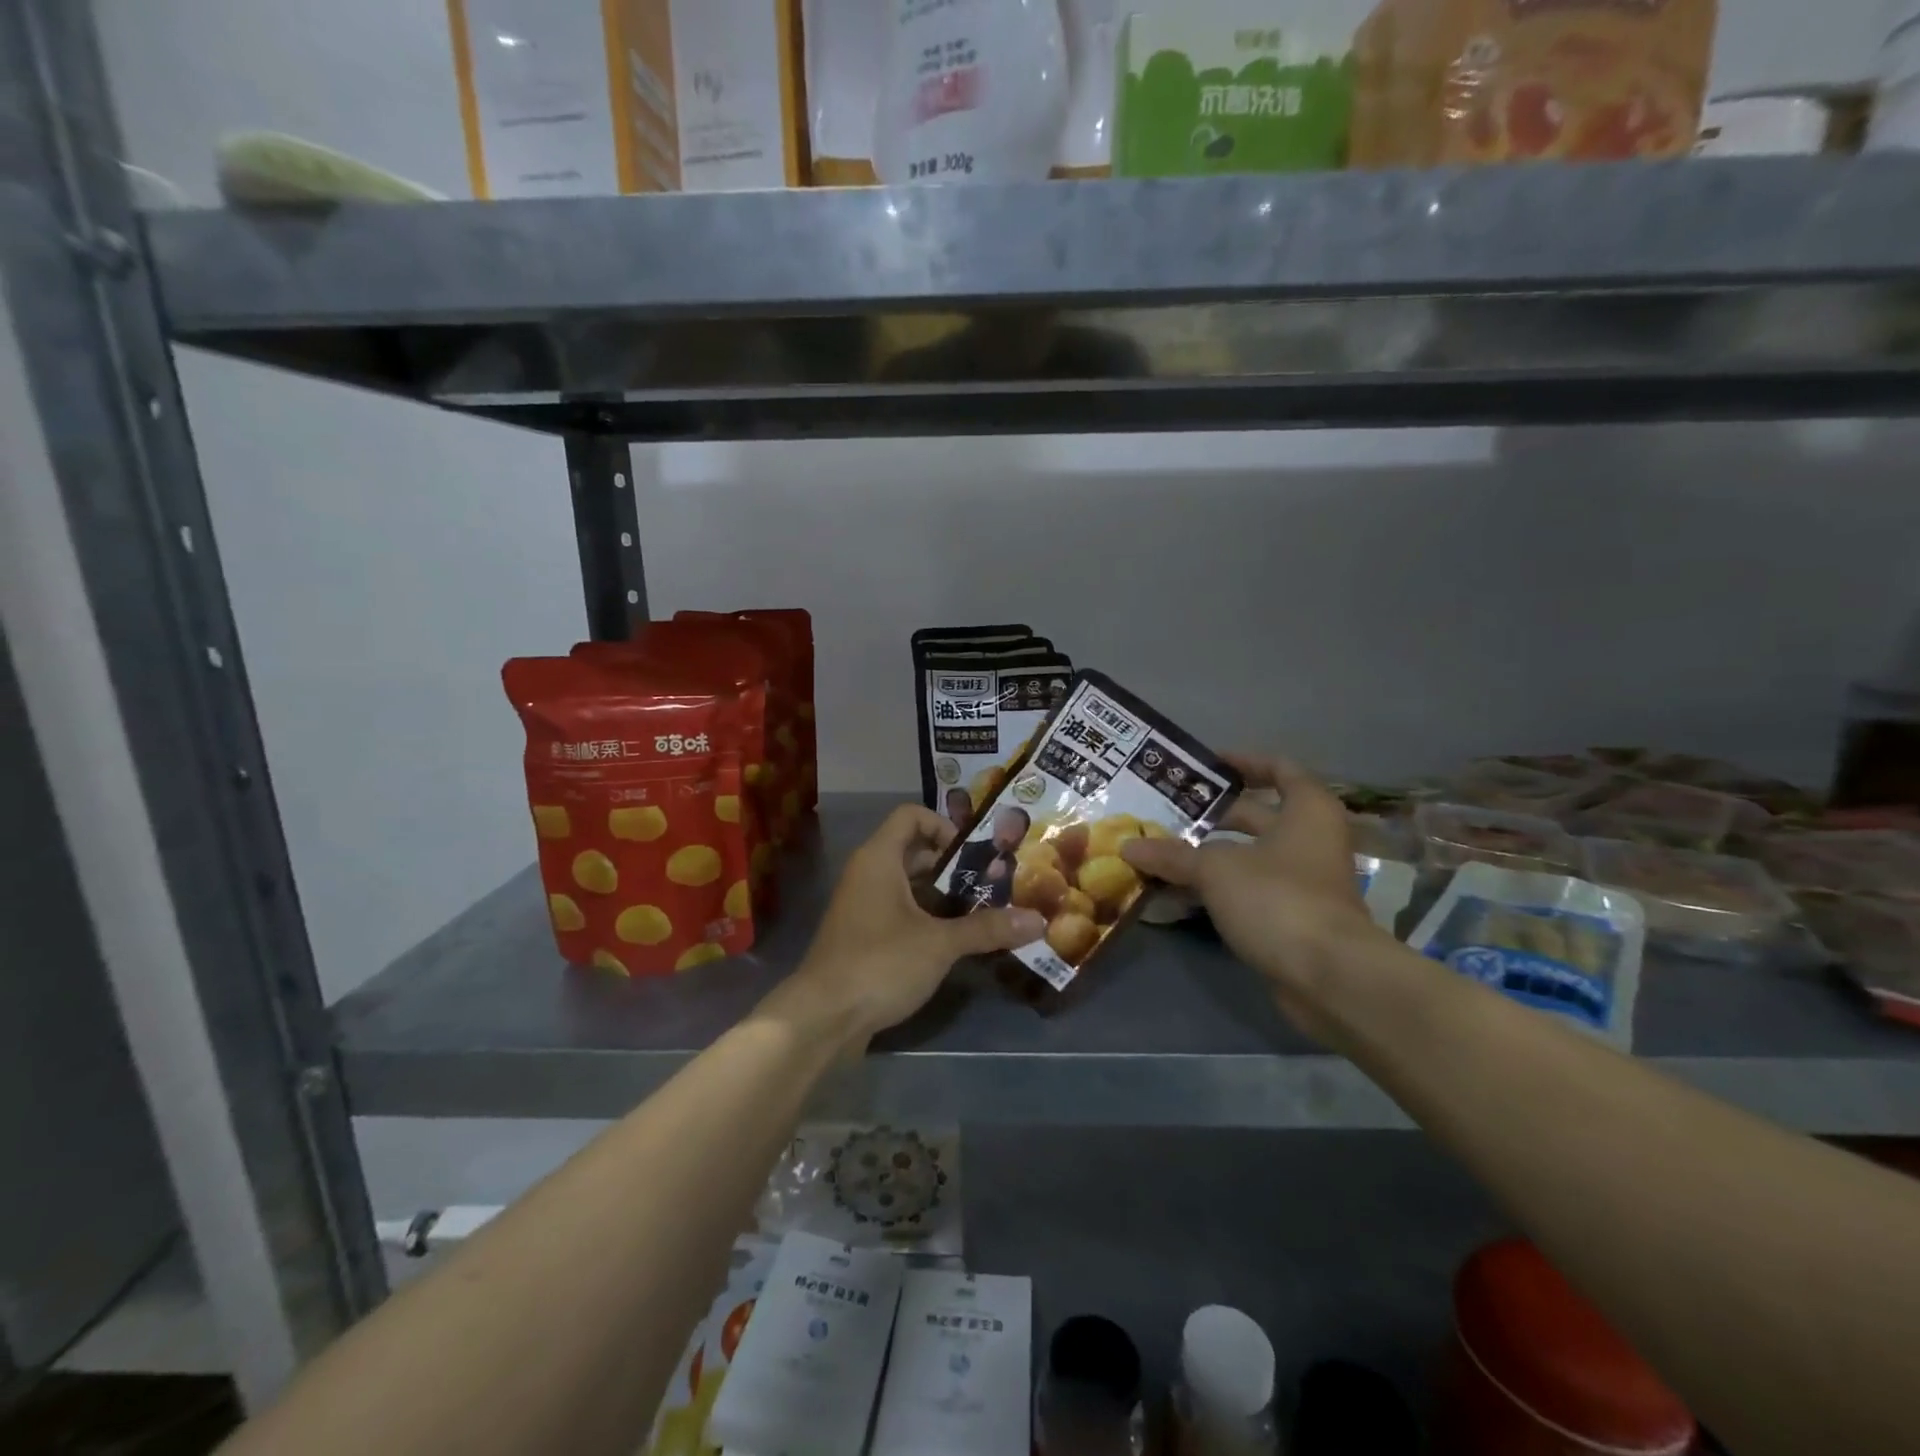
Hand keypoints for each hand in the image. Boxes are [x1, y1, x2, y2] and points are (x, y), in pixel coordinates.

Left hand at [768, 805, 1044, 1048]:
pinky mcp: (862, 936)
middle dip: (952, 865)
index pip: (911, 816)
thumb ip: (987, 928)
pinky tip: (954, 941)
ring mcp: (861, 906)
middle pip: (913, 851)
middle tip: (991, 882)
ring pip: (907, 885)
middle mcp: (867, 874)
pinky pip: (898, 912)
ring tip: (981, 912)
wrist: (822, 1017)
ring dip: (942, 894)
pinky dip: (925, 918)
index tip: (975, 853)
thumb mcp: (940, 944)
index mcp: (879, 859)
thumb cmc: (880, 963)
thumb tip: (1038, 921)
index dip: (944, 825)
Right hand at [1122, 752, 1384, 1039]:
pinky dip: (1216, 888)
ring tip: (1160, 849)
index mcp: (1306, 811)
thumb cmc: (1278, 899)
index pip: (1279, 769)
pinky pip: (1247, 890)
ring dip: (1208, 854)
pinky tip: (1176, 892)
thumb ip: (1172, 855)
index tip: (1206, 765)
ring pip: (1248, 856)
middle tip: (1166, 811)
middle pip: (1257, 815)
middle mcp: (1310, 840)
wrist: (1329, 977)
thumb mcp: (1216, 869)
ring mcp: (1303, 882)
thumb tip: (1128, 845)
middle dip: (1212, 814)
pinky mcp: (1291, 918)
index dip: (1244, 762)